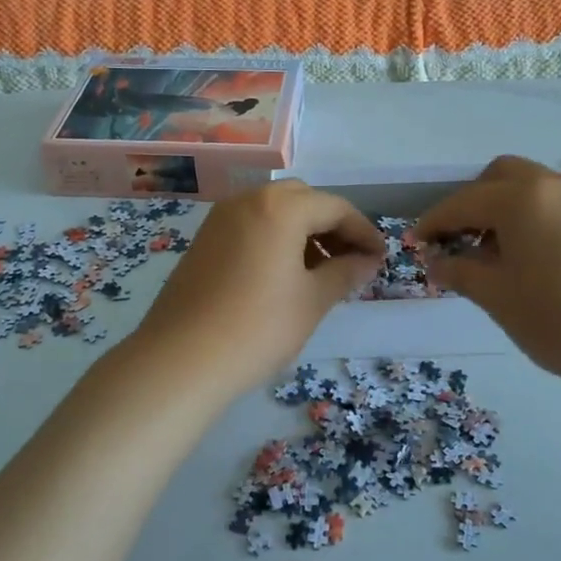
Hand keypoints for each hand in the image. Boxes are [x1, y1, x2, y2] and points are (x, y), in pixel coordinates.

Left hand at [130, 181, 383, 403]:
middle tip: (350, 261)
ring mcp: (220, 218)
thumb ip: (345, 273)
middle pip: (302, 200)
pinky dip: (274, 238)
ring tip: (319, 272)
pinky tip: (282, 275)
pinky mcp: (203, 240)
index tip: (380, 257)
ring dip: (302, 231)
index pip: (334, 207)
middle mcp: (247, 200)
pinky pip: (250, 225)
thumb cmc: (257, 328)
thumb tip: (368, 260)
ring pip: (274, 210)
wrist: (180, 360)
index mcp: (279, 207)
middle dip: (331, 225)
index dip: (363, 231)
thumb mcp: (312, 301)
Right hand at [415, 155, 560, 393]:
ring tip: (497, 255)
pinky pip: (556, 203)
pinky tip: (534, 258)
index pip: (463, 202)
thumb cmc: (559, 318)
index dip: (434, 222)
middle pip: (500, 176)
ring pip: (532, 187)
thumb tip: (435, 262)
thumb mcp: (497, 297)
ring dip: (504, 209)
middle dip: (472, 202)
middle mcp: (553, 185)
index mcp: (521, 198)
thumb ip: (459, 272)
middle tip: (460, 240)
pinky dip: (534, 217)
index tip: (416, 244)